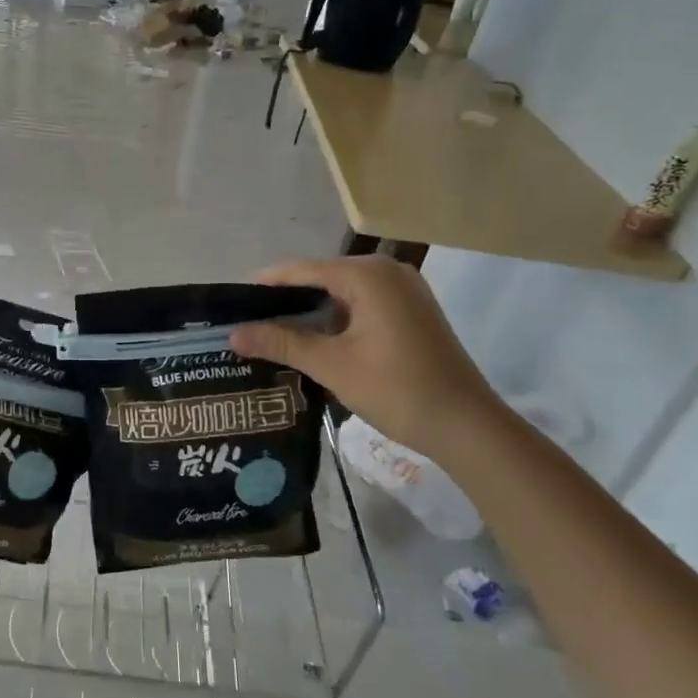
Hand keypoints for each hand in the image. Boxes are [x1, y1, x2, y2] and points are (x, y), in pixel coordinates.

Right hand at [228, 256, 501, 460]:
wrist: (467, 426)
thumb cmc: (397, 389)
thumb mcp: (332, 365)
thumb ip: (281, 343)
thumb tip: (232, 334)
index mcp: (367, 274)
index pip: (300, 270)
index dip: (263, 286)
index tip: (229, 303)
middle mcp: (386, 271)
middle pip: (320, 278)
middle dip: (283, 301)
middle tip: (246, 322)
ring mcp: (403, 290)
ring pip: (340, 294)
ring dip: (308, 313)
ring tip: (268, 333)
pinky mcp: (411, 311)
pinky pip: (360, 305)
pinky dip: (334, 320)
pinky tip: (310, 340)